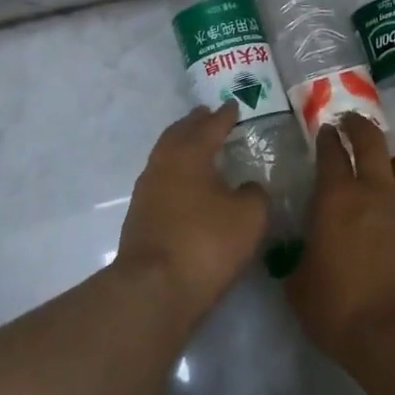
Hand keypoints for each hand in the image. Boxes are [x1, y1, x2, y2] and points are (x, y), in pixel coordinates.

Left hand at [116, 103, 268, 322]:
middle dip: (195, 124)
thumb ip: (254, 194)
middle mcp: (163, 165)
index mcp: (189, 154)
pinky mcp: (140, 218)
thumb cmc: (206, 243)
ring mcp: (146, 192)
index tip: (232, 105)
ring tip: (198, 148)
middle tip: (207, 116)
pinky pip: (161, 181)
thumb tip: (247, 187)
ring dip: (182, 147)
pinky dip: (176, 174)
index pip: (210, 126)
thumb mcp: (249, 217)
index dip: (224, 116)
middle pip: (179, 135)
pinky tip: (186, 186)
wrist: (154, 289)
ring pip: (165, 157)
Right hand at [287, 114, 394, 366]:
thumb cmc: (342, 312)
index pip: (331, 153)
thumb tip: (304, 255)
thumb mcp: (301, 289)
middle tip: (351, 123)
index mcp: (337, 199)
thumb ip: (300, 261)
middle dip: (359, 126)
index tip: (325, 131)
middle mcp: (378, 191)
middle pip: (372, 141)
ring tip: (391, 169)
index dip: (327, 138)